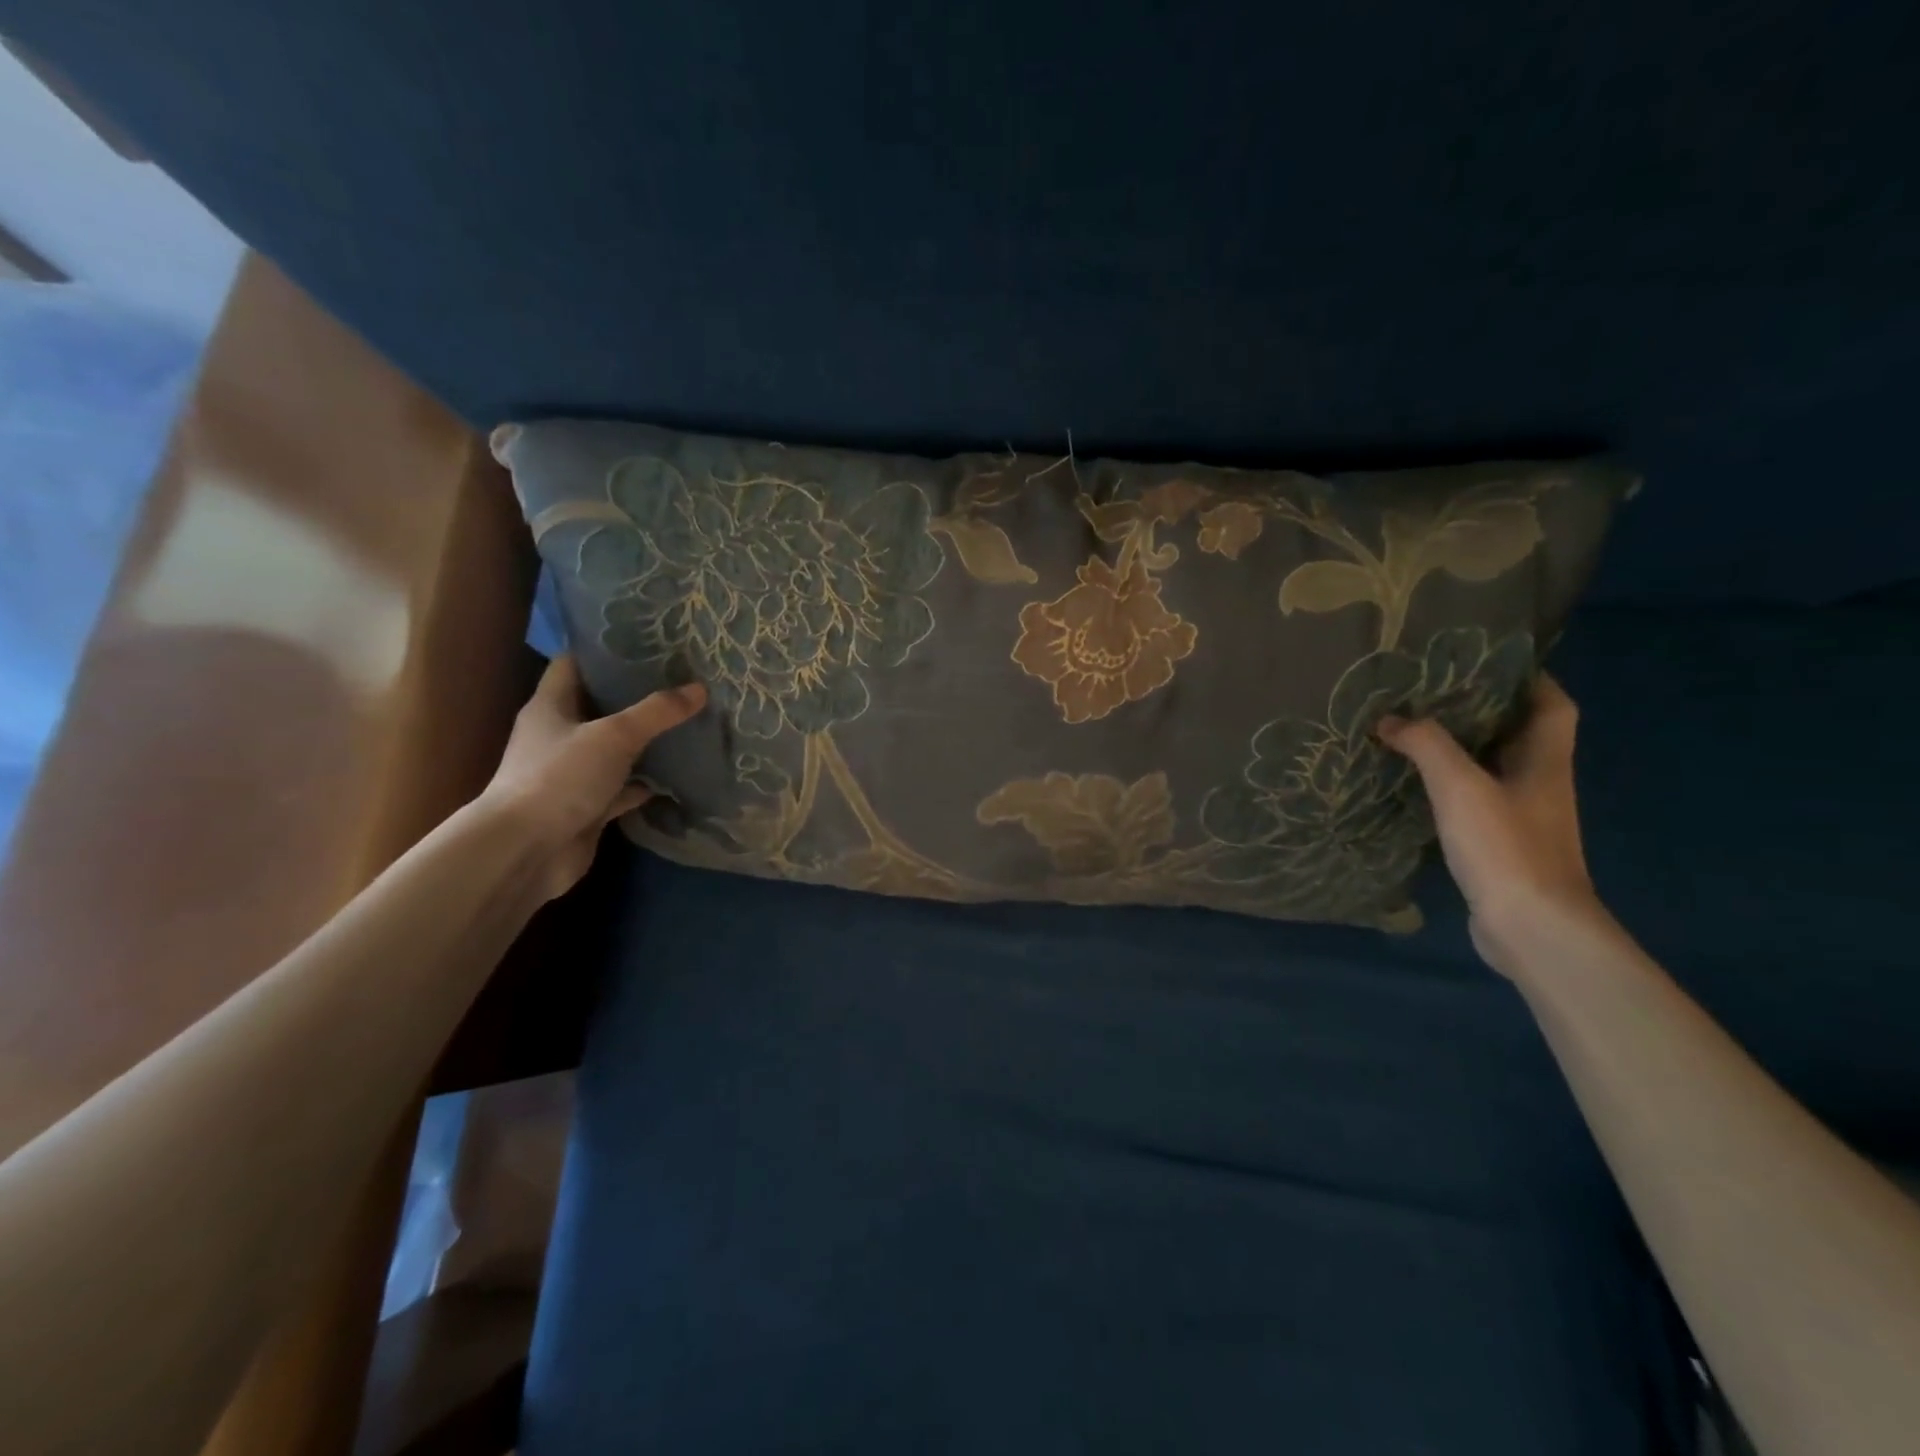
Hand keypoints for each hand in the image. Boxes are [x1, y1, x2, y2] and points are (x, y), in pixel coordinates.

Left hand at [479, 655, 705, 902]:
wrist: (526, 851)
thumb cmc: (560, 777)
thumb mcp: (614, 735)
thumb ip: (657, 712)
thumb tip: (699, 689)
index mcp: (550, 706)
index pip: (573, 664)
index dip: (604, 651)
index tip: (645, 642)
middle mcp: (558, 735)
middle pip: (599, 706)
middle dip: (635, 695)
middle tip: (679, 680)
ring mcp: (572, 774)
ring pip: (615, 749)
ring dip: (645, 741)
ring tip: (687, 721)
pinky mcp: (587, 807)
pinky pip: (623, 788)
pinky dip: (647, 783)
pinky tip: (679, 775)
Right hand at [1378, 675, 1606, 974]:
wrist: (1531, 927)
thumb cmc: (1506, 846)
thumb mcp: (1461, 786)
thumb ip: (1426, 745)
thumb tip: (1389, 720)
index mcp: (1544, 761)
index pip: (1552, 704)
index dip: (1529, 678)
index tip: (1486, 661)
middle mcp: (1540, 783)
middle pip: (1518, 733)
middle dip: (1482, 710)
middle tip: (1431, 691)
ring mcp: (1523, 817)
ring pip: (1493, 768)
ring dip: (1460, 749)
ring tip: (1413, 731)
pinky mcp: (1502, 845)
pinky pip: (1475, 800)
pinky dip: (1449, 787)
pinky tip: (1415, 786)